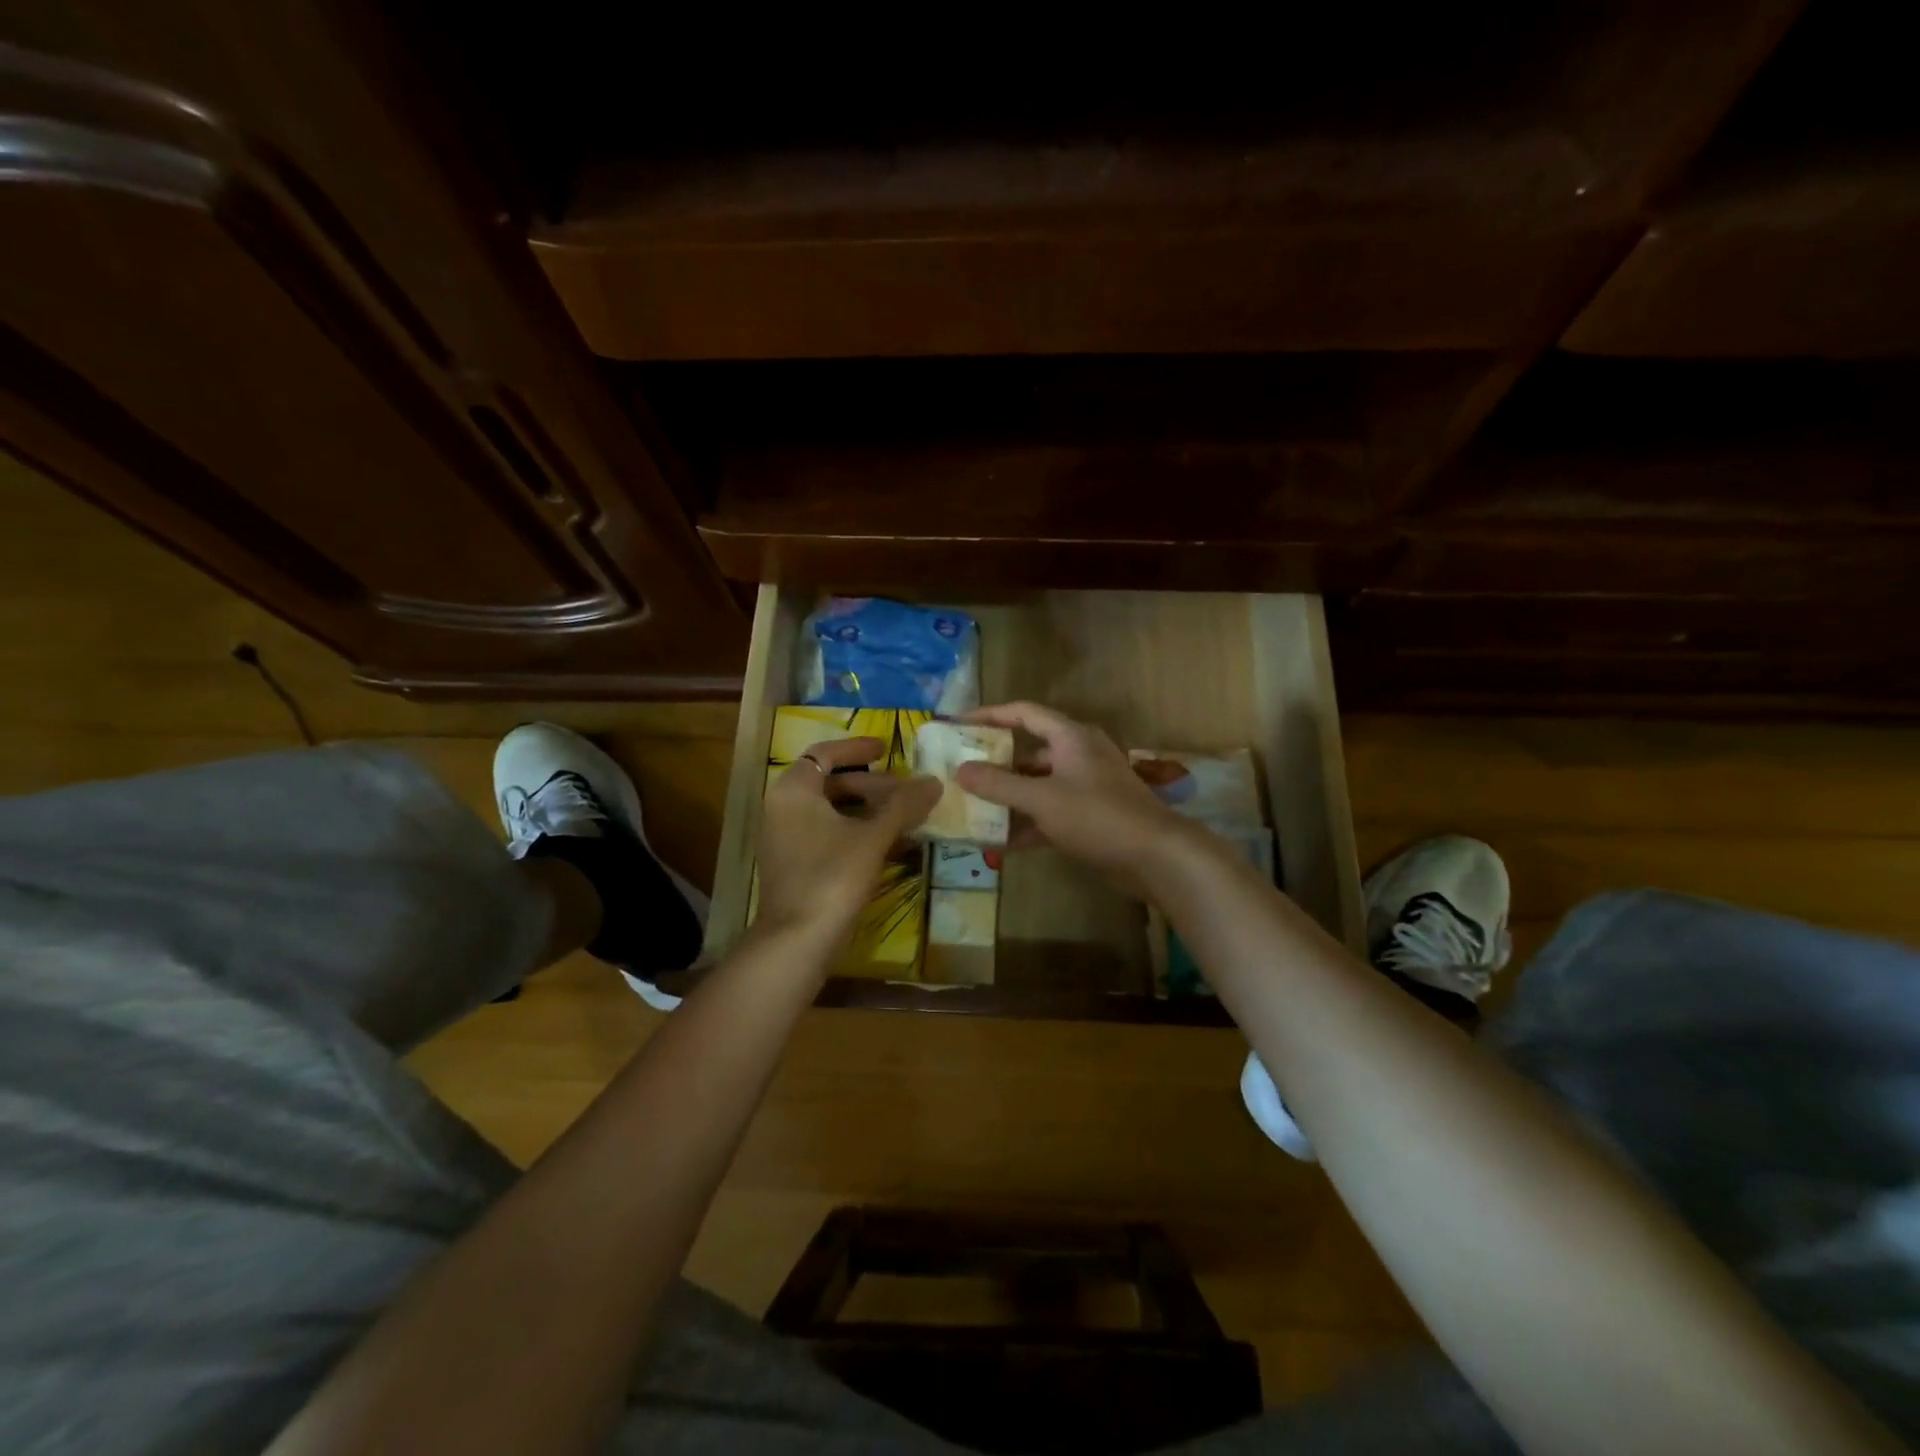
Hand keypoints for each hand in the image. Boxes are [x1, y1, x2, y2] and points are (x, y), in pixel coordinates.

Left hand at [755, 737, 939, 950]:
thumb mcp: (873, 837)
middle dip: (874, 784)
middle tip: (909, 792)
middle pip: (832, 783)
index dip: (858, 747)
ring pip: (834, 811)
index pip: (825, 753)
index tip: (887, 748)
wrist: (798, 942)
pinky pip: (830, 835)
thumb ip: (904, 806)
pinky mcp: (797, 865)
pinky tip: (892, 843)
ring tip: (908, 816)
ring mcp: (787, 839)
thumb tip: (934, 781)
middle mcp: (784, 809)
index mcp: (794, 791)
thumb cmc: (832, 877)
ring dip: (870, 810)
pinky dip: (859, 832)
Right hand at [954, 701, 1194, 898]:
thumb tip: (961, 770)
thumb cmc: (1097, 816)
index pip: (1023, 713)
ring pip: (1038, 786)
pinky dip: (1027, 824)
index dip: (989, 715)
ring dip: (1009, 799)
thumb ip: (999, 785)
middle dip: (995, 765)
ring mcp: (1086, 787)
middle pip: (1029, 752)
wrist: (1156, 857)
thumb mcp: (1042, 799)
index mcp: (1070, 737)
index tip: (958, 724)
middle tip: (961, 775)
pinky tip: (1000, 843)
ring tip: (973, 811)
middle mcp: (1078, 755)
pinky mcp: (1090, 817)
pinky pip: (1050, 813)